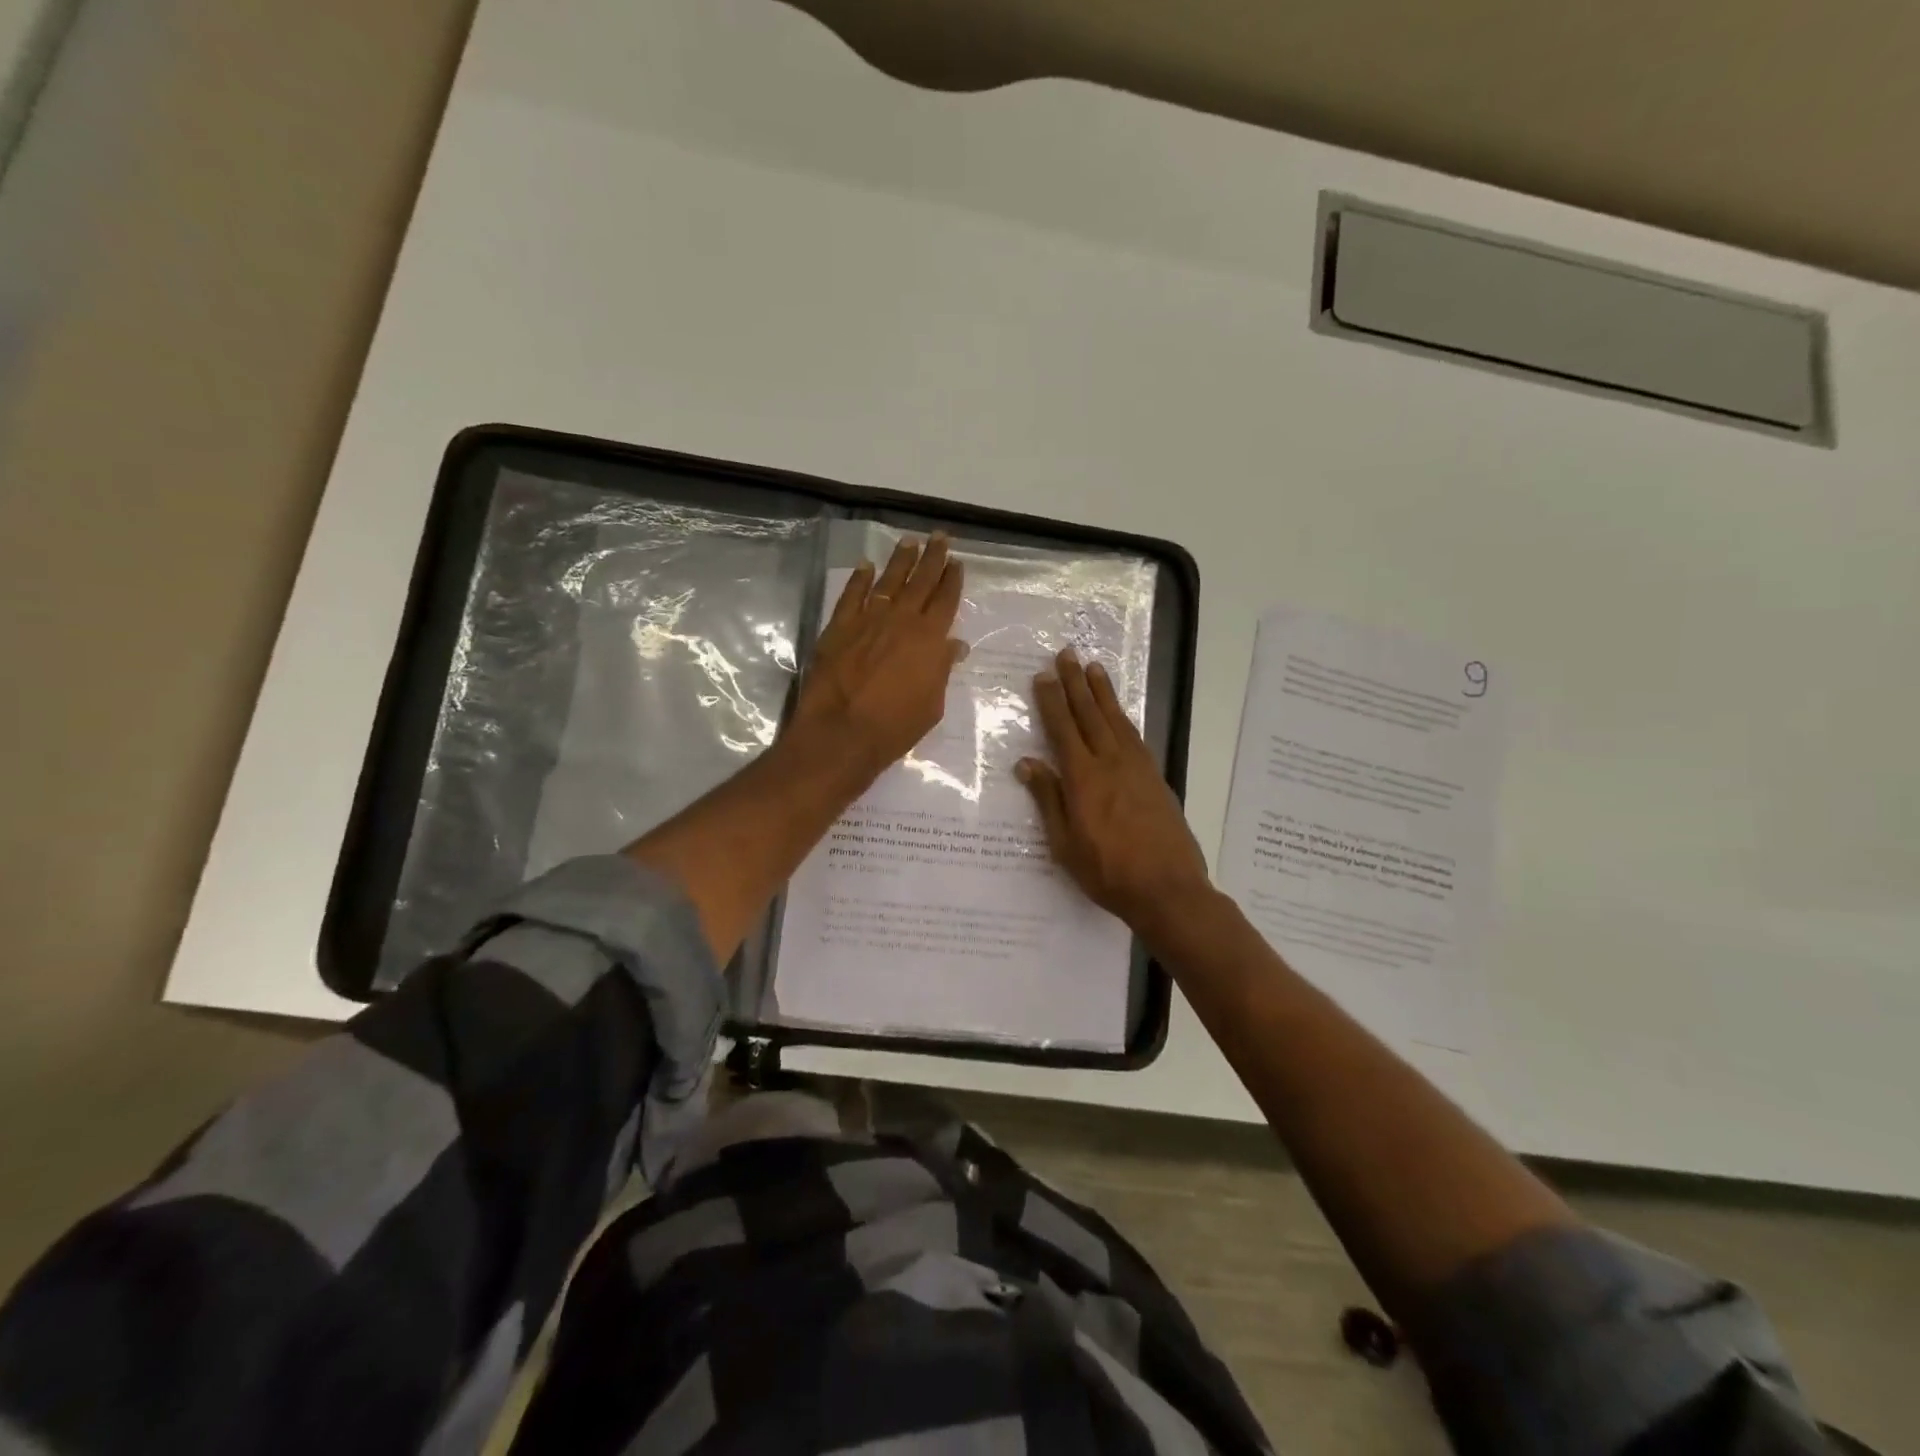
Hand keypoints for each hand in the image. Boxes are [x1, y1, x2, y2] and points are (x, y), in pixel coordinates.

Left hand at [789, 533, 967, 781]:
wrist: (841, 732)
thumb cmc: (894, 727)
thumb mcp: (932, 705)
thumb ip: (941, 670)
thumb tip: (953, 646)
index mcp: (930, 639)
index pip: (946, 600)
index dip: (952, 580)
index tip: (957, 562)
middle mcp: (902, 620)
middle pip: (921, 581)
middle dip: (932, 558)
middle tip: (940, 537)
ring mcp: (868, 620)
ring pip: (888, 580)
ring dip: (901, 560)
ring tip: (910, 541)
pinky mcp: (839, 627)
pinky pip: (852, 595)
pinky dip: (860, 579)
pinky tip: (866, 566)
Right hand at [1017, 649, 1211, 931]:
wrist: (1167, 888)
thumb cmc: (1107, 872)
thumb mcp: (1065, 843)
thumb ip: (1049, 799)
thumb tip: (1027, 763)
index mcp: (1083, 778)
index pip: (1063, 728)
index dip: (1052, 700)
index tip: (1043, 675)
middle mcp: (1111, 763)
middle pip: (1090, 714)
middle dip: (1076, 683)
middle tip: (1067, 654)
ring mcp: (1137, 768)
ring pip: (1116, 720)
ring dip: (1103, 692)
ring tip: (1094, 668)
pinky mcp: (1155, 777)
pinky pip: (1135, 735)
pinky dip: (1123, 716)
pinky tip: (1119, 712)